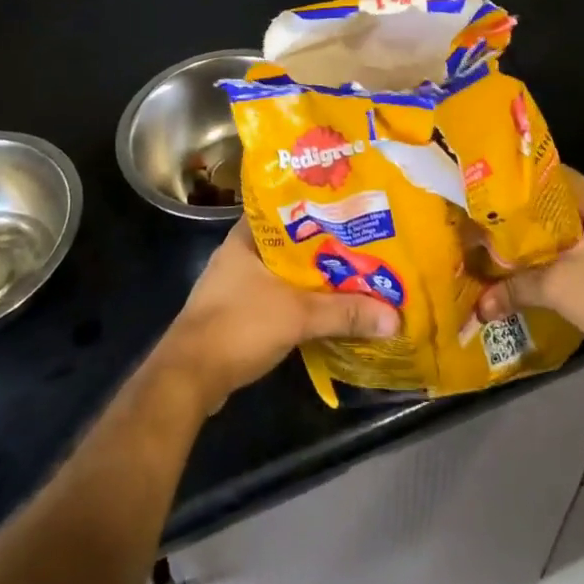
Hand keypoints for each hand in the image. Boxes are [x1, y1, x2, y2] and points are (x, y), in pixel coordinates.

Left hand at [153, 219, 399, 414]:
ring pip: (284, 272)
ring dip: (313, 277)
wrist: (189, 377)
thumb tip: (395, 317)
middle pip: (291, 243)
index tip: (352, 208)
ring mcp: (235, 283)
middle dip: (325, 247)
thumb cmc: (239, 325)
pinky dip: (299, 300)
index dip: (321, 207)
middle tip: (364, 245)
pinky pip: (277, 296)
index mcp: (248, 236)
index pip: (288, 207)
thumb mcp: (298, 315)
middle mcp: (240, 253)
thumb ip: (345, 313)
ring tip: (353, 274)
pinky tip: (325, 307)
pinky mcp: (236, 311)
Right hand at [475, 168, 583, 372]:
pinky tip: (548, 276)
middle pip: (564, 207)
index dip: (521, 183)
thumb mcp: (559, 290)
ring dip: (550, 243)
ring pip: (578, 233)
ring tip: (513, 252)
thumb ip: (516, 289)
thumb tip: (478, 306)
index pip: (555, 176)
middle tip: (494, 226)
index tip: (492, 194)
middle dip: (530, 219)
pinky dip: (569, 260)